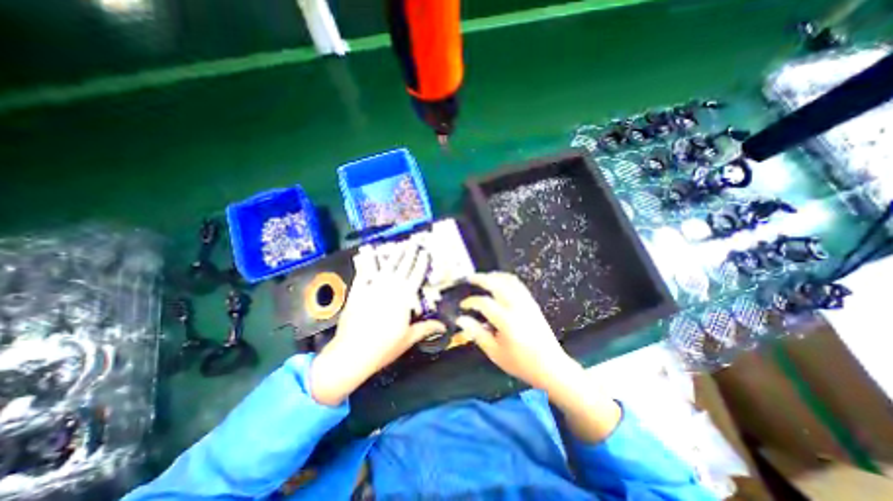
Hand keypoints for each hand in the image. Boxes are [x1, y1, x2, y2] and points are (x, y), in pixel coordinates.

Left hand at [312, 243, 441, 407]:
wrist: (353, 353)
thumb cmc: (384, 347)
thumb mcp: (409, 338)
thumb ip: (426, 328)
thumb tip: (443, 327)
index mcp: (404, 298)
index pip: (416, 276)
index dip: (421, 263)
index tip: (424, 252)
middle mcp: (389, 288)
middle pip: (402, 268)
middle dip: (408, 254)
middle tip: (412, 243)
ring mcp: (372, 288)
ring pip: (385, 268)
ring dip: (392, 256)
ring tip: (398, 246)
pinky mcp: (357, 292)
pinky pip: (363, 275)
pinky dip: (365, 264)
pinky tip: (367, 256)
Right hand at [460, 274, 578, 391]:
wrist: (550, 366)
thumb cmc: (520, 363)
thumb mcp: (494, 353)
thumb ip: (477, 334)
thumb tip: (461, 320)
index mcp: (506, 321)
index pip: (483, 303)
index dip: (470, 302)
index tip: (462, 306)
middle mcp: (516, 306)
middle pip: (496, 284)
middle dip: (480, 279)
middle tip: (469, 278)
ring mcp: (526, 302)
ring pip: (508, 280)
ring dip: (494, 276)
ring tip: (482, 278)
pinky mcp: (532, 302)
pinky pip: (518, 284)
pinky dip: (506, 278)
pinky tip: (499, 281)